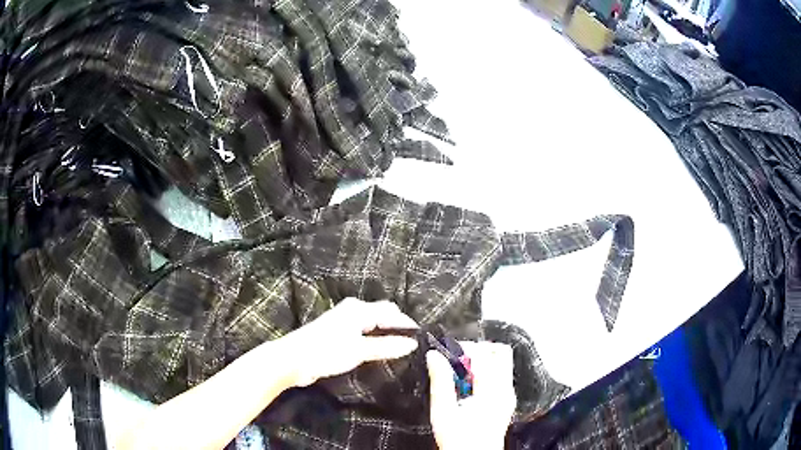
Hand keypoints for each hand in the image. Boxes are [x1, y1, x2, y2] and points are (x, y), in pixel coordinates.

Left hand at [284, 298, 418, 385]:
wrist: (294, 359)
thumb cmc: (327, 351)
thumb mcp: (359, 350)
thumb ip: (387, 346)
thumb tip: (412, 343)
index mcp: (359, 309)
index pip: (392, 312)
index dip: (407, 325)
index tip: (422, 338)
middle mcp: (353, 310)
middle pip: (383, 314)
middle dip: (398, 326)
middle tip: (413, 343)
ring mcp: (345, 321)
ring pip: (374, 323)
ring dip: (387, 333)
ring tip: (402, 348)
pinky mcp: (339, 333)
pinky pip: (365, 332)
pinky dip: (376, 338)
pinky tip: (381, 350)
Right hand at [427, 342, 515, 449]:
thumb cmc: (458, 440)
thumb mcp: (442, 412)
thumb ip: (440, 381)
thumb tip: (434, 355)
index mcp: (492, 391)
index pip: (483, 354)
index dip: (462, 347)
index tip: (444, 352)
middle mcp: (506, 389)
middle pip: (500, 352)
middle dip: (477, 348)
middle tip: (455, 359)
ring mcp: (509, 395)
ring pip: (502, 361)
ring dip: (481, 359)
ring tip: (459, 374)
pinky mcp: (507, 401)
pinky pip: (500, 374)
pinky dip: (485, 371)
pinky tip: (467, 386)